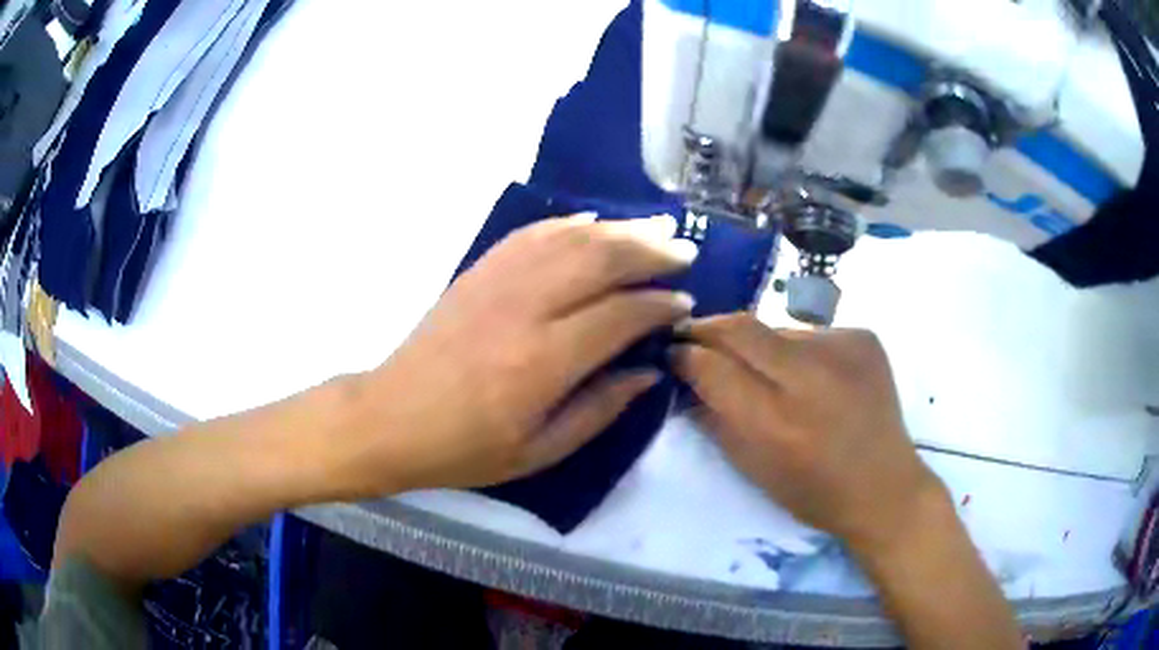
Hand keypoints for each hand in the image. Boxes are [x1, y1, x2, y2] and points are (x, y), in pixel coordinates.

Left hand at [340, 214, 697, 495]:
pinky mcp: (477, 271)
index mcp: (543, 362)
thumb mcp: (540, 451)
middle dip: (650, 252)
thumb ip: (600, 409)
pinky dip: (568, 223)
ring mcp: (497, 282)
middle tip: (683, 252)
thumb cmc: (466, 447)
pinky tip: (593, 222)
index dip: (659, 305)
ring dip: (618, 230)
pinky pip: (531, 235)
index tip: (684, 304)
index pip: (620, 315)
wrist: (392, 418)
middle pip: (601, 260)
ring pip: (570, 238)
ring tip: (654, 229)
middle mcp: (524, 309)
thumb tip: (648, 373)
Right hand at [672, 314, 947, 556]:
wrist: (884, 486)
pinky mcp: (864, 337)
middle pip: (740, 328)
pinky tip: (809, 377)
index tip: (671, 352)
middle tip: (693, 337)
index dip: (685, 354)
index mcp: (776, 422)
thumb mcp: (752, 468)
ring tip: (763, 370)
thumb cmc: (813, 492)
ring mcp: (843, 349)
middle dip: (708, 330)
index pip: (712, 365)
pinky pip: (810, 333)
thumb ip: (713, 418)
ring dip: (757, 345)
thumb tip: (685, 378)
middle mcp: (810, 376)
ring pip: (775, 329)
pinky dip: (797, 351)